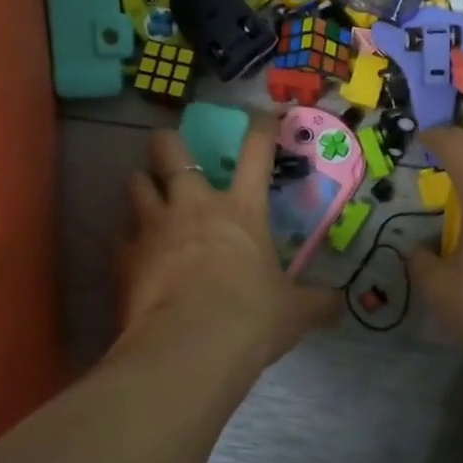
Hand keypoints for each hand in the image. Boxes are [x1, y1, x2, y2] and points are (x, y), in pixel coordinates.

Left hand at [119, 122, 339, 372]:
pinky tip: (133, 254)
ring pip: (135, 183)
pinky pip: (121, 236)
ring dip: (142, 184)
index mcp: (242, 210)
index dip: (260, 128)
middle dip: (167, 143)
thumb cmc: (251, 319)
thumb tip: (340, 305)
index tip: (262, 116)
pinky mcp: (126, 256)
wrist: (191, 347)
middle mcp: (194, 206)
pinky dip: (127, 240)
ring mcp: (154, 227)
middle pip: (170, 150)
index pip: (256, 153)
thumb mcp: (293, 312)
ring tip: (146, 194)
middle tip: (170, 150)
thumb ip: (316, 303)